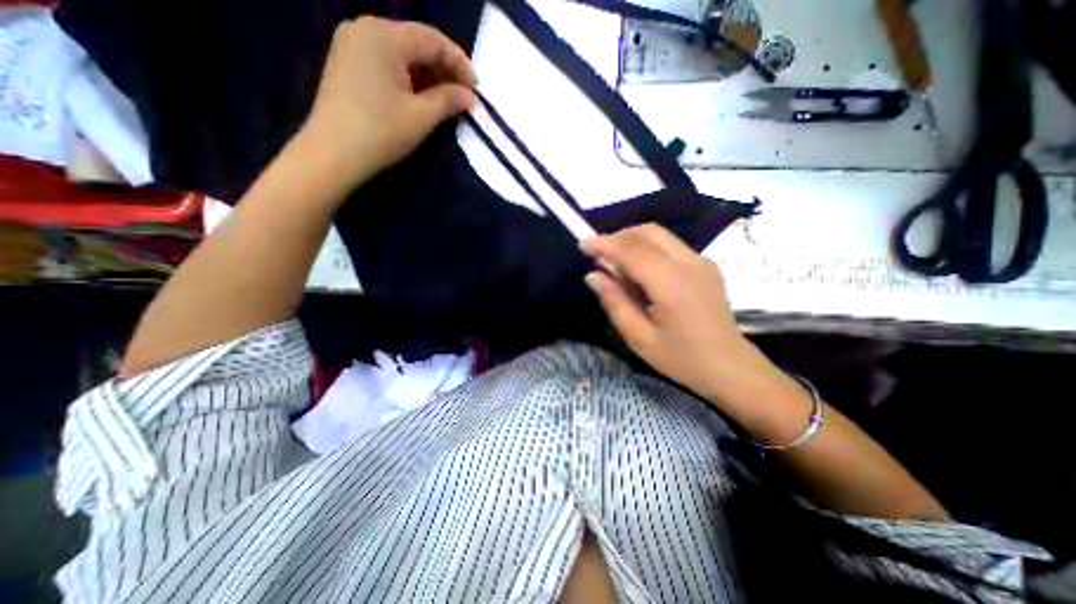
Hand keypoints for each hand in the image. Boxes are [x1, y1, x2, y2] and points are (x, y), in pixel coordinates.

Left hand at [298, 17, 474, 189]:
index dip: (459, 63)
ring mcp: (353, 45)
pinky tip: (422, 97)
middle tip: (463, 96)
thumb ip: (449, 100)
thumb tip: (470, 97)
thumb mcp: (422, 116)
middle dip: (444, 69)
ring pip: (402, 54)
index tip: (477, 89)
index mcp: (383, 35)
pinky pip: (388, 63)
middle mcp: (365, 29)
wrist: (333, 154)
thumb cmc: (381, 132)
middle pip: (416, 43)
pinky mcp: (348, 64)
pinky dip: (409, 79)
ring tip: (446, 100)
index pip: (432, 40)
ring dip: (428, 75)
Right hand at [582, 223, 774, 397]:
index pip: (632, 250)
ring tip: (617, 268)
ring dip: (632, 242)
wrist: (730, 367)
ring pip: (659, 235)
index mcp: (672, 284)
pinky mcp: (705, 265)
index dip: (604, 244)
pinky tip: (640, 273)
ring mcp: (701, 262)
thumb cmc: (682, 359)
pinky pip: (669, 245)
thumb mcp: (639, 338)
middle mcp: (689, 263)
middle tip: (600, 259)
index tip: (582, 245)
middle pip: (647, 232)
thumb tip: (593, 276)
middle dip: (618, 237)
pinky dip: (647, 249)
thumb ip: (615, 302)